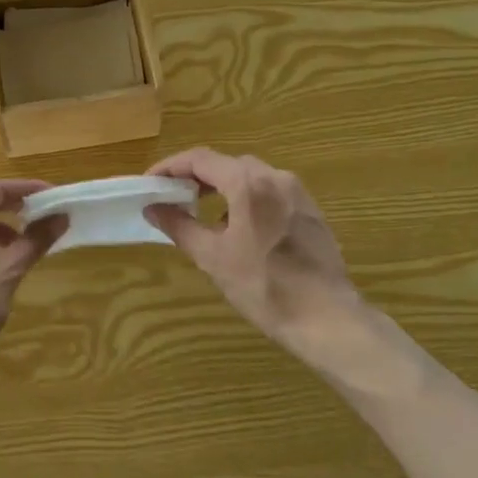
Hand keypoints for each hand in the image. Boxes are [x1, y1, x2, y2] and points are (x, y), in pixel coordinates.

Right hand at [145, 149, 365, 362]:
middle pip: (226, 164)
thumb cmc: (264, 286)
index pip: (200, 159)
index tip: (150, 182)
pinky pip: (271, 192)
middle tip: (172, 197)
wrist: (327, 319)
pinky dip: (246, 199)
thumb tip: (152, 208)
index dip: (170, 167)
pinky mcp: (311, 211)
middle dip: (196, 176)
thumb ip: (179, 225)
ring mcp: (298, 193)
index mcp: (248, 184)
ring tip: (202, 213)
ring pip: (250, 177)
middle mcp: (276, 177)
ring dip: (222, 187)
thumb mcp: (212, 257)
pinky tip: (239, 229)